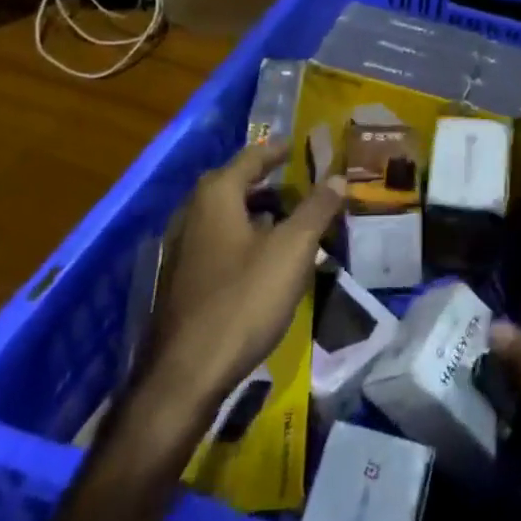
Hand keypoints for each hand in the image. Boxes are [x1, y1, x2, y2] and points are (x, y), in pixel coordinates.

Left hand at [141, 141, 344, 408]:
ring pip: (226, 217)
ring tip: (291, 221)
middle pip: (235, 185)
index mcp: (216, 196)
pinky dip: (244, 238)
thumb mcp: (292, 250)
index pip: (251, 158)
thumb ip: (317, 209)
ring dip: (258, 213)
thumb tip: (339, 176)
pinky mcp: (182, 279)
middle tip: (301, 185)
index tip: (297, 147)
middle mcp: (192, 213)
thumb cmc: (243, 299)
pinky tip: (265, 260)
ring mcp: (182, 248)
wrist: (186, 373)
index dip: (277, 151)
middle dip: (268, 183)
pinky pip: (219, 243)